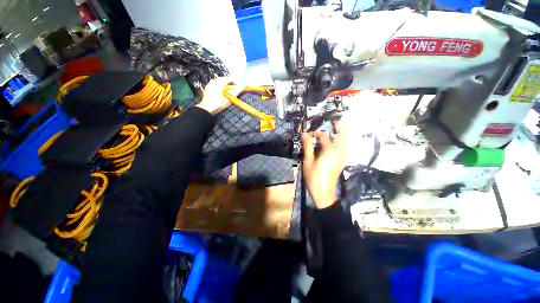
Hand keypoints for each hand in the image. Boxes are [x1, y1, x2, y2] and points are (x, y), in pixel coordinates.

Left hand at [196, 77, 241, 114]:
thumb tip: (246, 85)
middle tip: (234, 93)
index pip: (231, 79)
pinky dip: (220, 88)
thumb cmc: (219, 104)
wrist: (206, 109)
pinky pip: (216, 85)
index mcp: (220, 81)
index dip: (237, 84)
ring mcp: (210, 83)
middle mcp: (214, 80)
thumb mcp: (230, 98)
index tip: (239, 90)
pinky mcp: (208, 87)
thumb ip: (238, 90)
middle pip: (226, 80)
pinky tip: (222, 95)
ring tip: (228, 95)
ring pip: (221, 83)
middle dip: (231, 86)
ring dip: (226, 87)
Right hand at [302, 130, 347, 208]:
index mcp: (329, 150)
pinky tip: (337, 141)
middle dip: (339, 126)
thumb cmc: (313, 177)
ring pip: (346, 140)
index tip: (309, 134)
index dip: (315, 133)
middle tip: (333, 121)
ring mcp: (343, 156)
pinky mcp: (343, 160)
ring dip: (342, 133)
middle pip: (343, 134)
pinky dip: (343, 140)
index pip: (323, 136)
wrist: (324, 192)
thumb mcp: (308, 161)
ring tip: (335, 128)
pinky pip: (346, 146)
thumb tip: (305, 134)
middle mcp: (339, 151)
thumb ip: (308, 146)